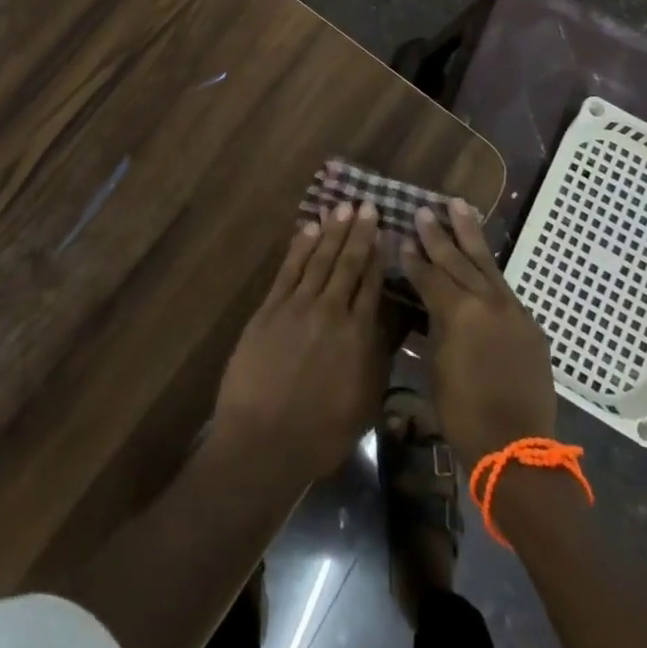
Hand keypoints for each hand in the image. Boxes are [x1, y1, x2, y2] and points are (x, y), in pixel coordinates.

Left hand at [212, 202, 386, 484]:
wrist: (263, 442)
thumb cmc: (319, 434)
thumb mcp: (364, 403)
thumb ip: (375, 359)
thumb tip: (384, 324)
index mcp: (357, 335)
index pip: (371, 284)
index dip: (377, 255)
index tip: (384, 231)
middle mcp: (330, 312)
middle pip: (347, 263)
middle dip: (358, 232)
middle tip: (366, 205)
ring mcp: (297, 307)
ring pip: (319, 259)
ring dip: (332, 231)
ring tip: (342, 208)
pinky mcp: (269, 309)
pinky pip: (289, 269)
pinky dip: (300, 246)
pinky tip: (309, 229)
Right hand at [401, 198, 556, 467]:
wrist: (518, 448)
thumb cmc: (464, 415)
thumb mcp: (437, 368)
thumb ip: (435, 328)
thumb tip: (430, 306)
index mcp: (458, 314)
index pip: (430, 277)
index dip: (414, 259)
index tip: (402, 238)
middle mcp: (486, 303)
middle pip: (458, 260)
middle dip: (438, 235)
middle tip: (423, 210)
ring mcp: (512, 310)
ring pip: (486, 263)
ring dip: (470, 234)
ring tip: (458, 205)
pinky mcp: (529, 323)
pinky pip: (503, 287)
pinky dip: (488, 269)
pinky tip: (481, 257)